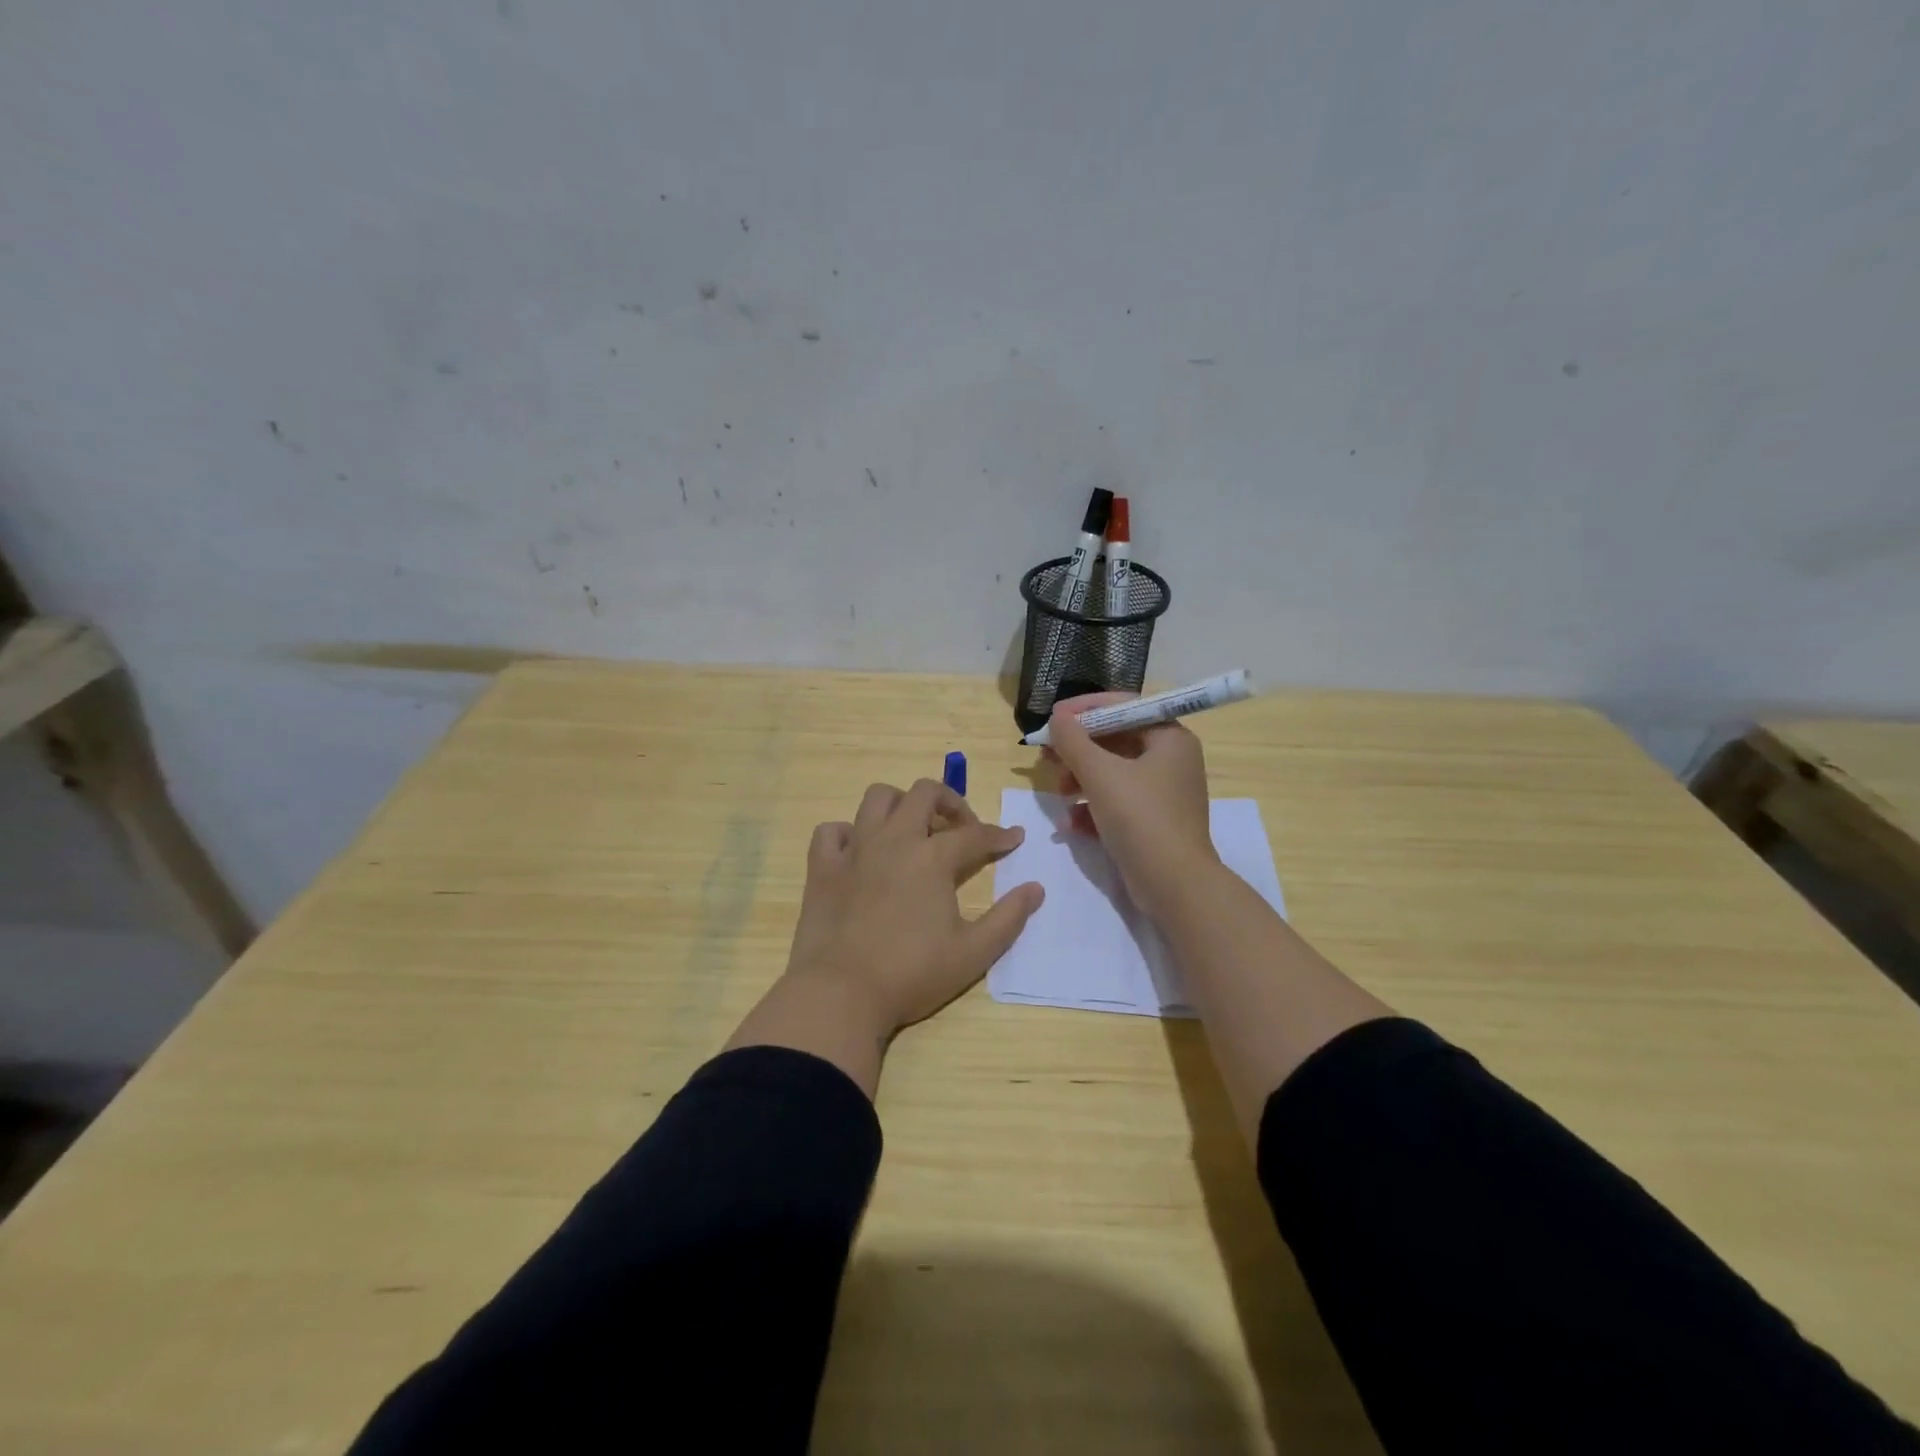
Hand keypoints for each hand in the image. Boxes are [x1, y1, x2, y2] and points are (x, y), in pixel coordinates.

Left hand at [783, 779, 1044, 1035]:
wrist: (840, 993)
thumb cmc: (912, 974)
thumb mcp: (973, 954)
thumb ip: (1008, 918)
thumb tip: (1036, 888)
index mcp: (932, 858)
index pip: (975, 834)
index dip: (999, 835)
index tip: (1014, 839)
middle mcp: (894, 840)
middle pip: (924, 793)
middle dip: (950, 801)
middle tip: (961, 828)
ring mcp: (854, 849)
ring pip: (877, 798)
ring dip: (900, 804)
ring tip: (912, 830)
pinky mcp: (822, 866)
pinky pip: (832, 830)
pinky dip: (848, 833)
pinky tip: (860, 852)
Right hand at [1044, 693, 1220, 922]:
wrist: (1175, 886)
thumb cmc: (1141, 819)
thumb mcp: (1100, 774)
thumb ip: (1073, 741)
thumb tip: (1057, 717)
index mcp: (1169, 738)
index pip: (1123, 707)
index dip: (1084, 709)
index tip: (1052, 718)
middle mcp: (1171, 760)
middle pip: (1115, 741)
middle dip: (1077, 750)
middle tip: (1046, 757)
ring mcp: (1163, 793)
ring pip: (1112, 773)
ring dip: (1080, 780)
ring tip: (1059, 794)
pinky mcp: (1153, 822)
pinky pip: (1117, 802)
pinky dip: (1093, 808)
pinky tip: (1071, 824)